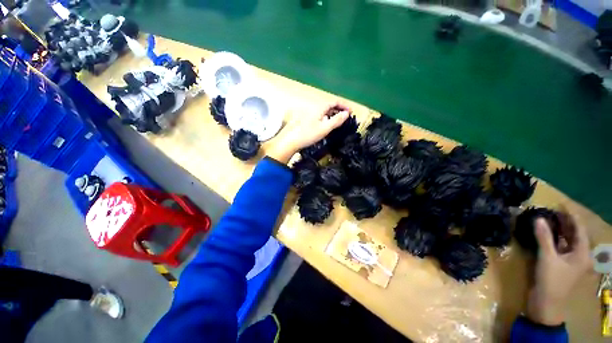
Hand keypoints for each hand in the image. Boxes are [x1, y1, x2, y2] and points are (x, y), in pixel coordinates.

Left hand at [267, 105, 349, 163]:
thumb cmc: (308, 135)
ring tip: (337, 120)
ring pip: (323, 110)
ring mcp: (307, 113)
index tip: (351, 111)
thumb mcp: (325, 128)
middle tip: (345, 116)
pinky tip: (324, 124)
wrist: (290, 141)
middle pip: (328, 105)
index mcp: (319, 107)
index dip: (344, 105)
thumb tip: (346, 113)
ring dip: (332, 113)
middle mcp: (313, 107)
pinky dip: (325, 117)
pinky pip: (318, 115)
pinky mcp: (304, 119)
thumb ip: (336, 120)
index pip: (334, 101)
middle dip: (338, 109)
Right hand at [526, 214, 591, 325]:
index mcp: (582, 254)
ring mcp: (571, 260)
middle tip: (552, 209)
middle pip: (575, 234)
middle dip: (565, 221)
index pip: (579, 229)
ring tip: (548, 218)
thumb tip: (538, 218)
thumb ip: (544, 238)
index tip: (560, 204)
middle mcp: (580, 255)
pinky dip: (555, 238)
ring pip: (567, 240)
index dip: (571, 215)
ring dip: (559, 229)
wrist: (546, 304)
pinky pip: (561, 247)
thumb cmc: (551, 281)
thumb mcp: (547, 259)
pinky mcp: (562, 264)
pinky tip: (546, 233)